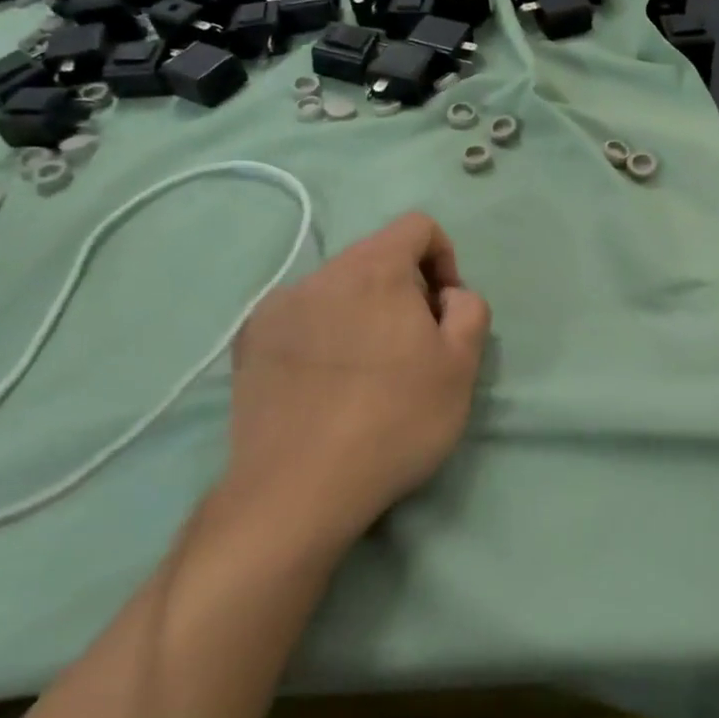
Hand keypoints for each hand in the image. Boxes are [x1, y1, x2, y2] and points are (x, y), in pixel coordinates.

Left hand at [224, 212, 491, 553]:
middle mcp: (320, 275)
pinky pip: (300, 318)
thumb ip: (469, 309)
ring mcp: (276, 308)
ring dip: (363, 312)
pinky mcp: (248, 344)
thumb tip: (447, 295)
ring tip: (367, 372)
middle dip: (405, 291)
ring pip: (337, 290)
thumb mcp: (462, 365)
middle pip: (376, 258)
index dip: (444, 258)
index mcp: (374, 269)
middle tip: (414, 348)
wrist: (298, 490)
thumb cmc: (395, 420)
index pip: (417, 227)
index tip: (445, 310)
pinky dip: (323, 334)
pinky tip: (326, 384)